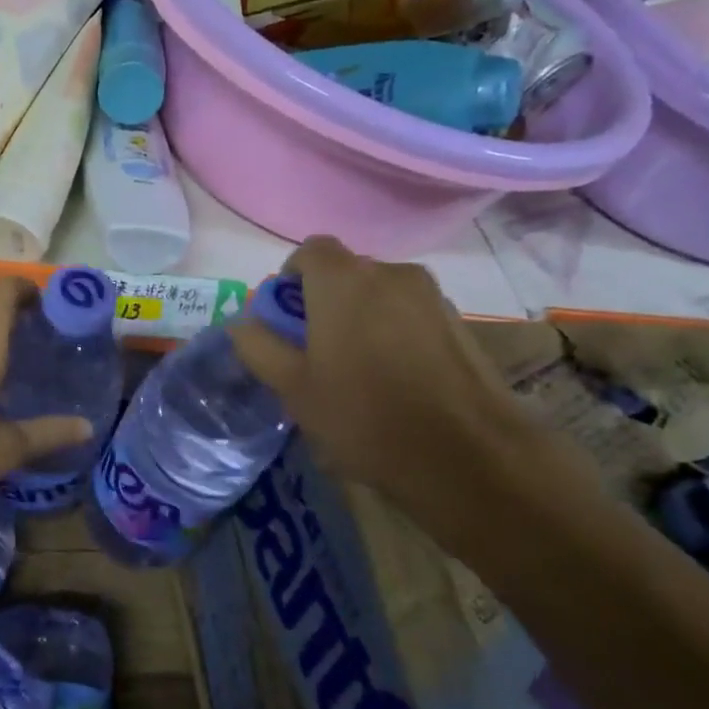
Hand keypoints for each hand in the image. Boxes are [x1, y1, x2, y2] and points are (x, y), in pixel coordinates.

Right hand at [228, 236, 532, 512]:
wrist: (466, 457)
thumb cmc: (364, 416)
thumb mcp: (293, 388)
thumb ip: (259, 347)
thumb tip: (242, 323)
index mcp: (344, 281)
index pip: (309, 251)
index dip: (290, 279)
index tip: (285, 320)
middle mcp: (390, 274)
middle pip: (345, 272)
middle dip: (323, 301)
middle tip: (314, 352)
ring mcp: (431, 297)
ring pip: (379, 294)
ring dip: (360, 318)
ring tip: (356, 371)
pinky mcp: (459, 323)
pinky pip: (409, 314)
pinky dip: (393, 333)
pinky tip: (394, 381)